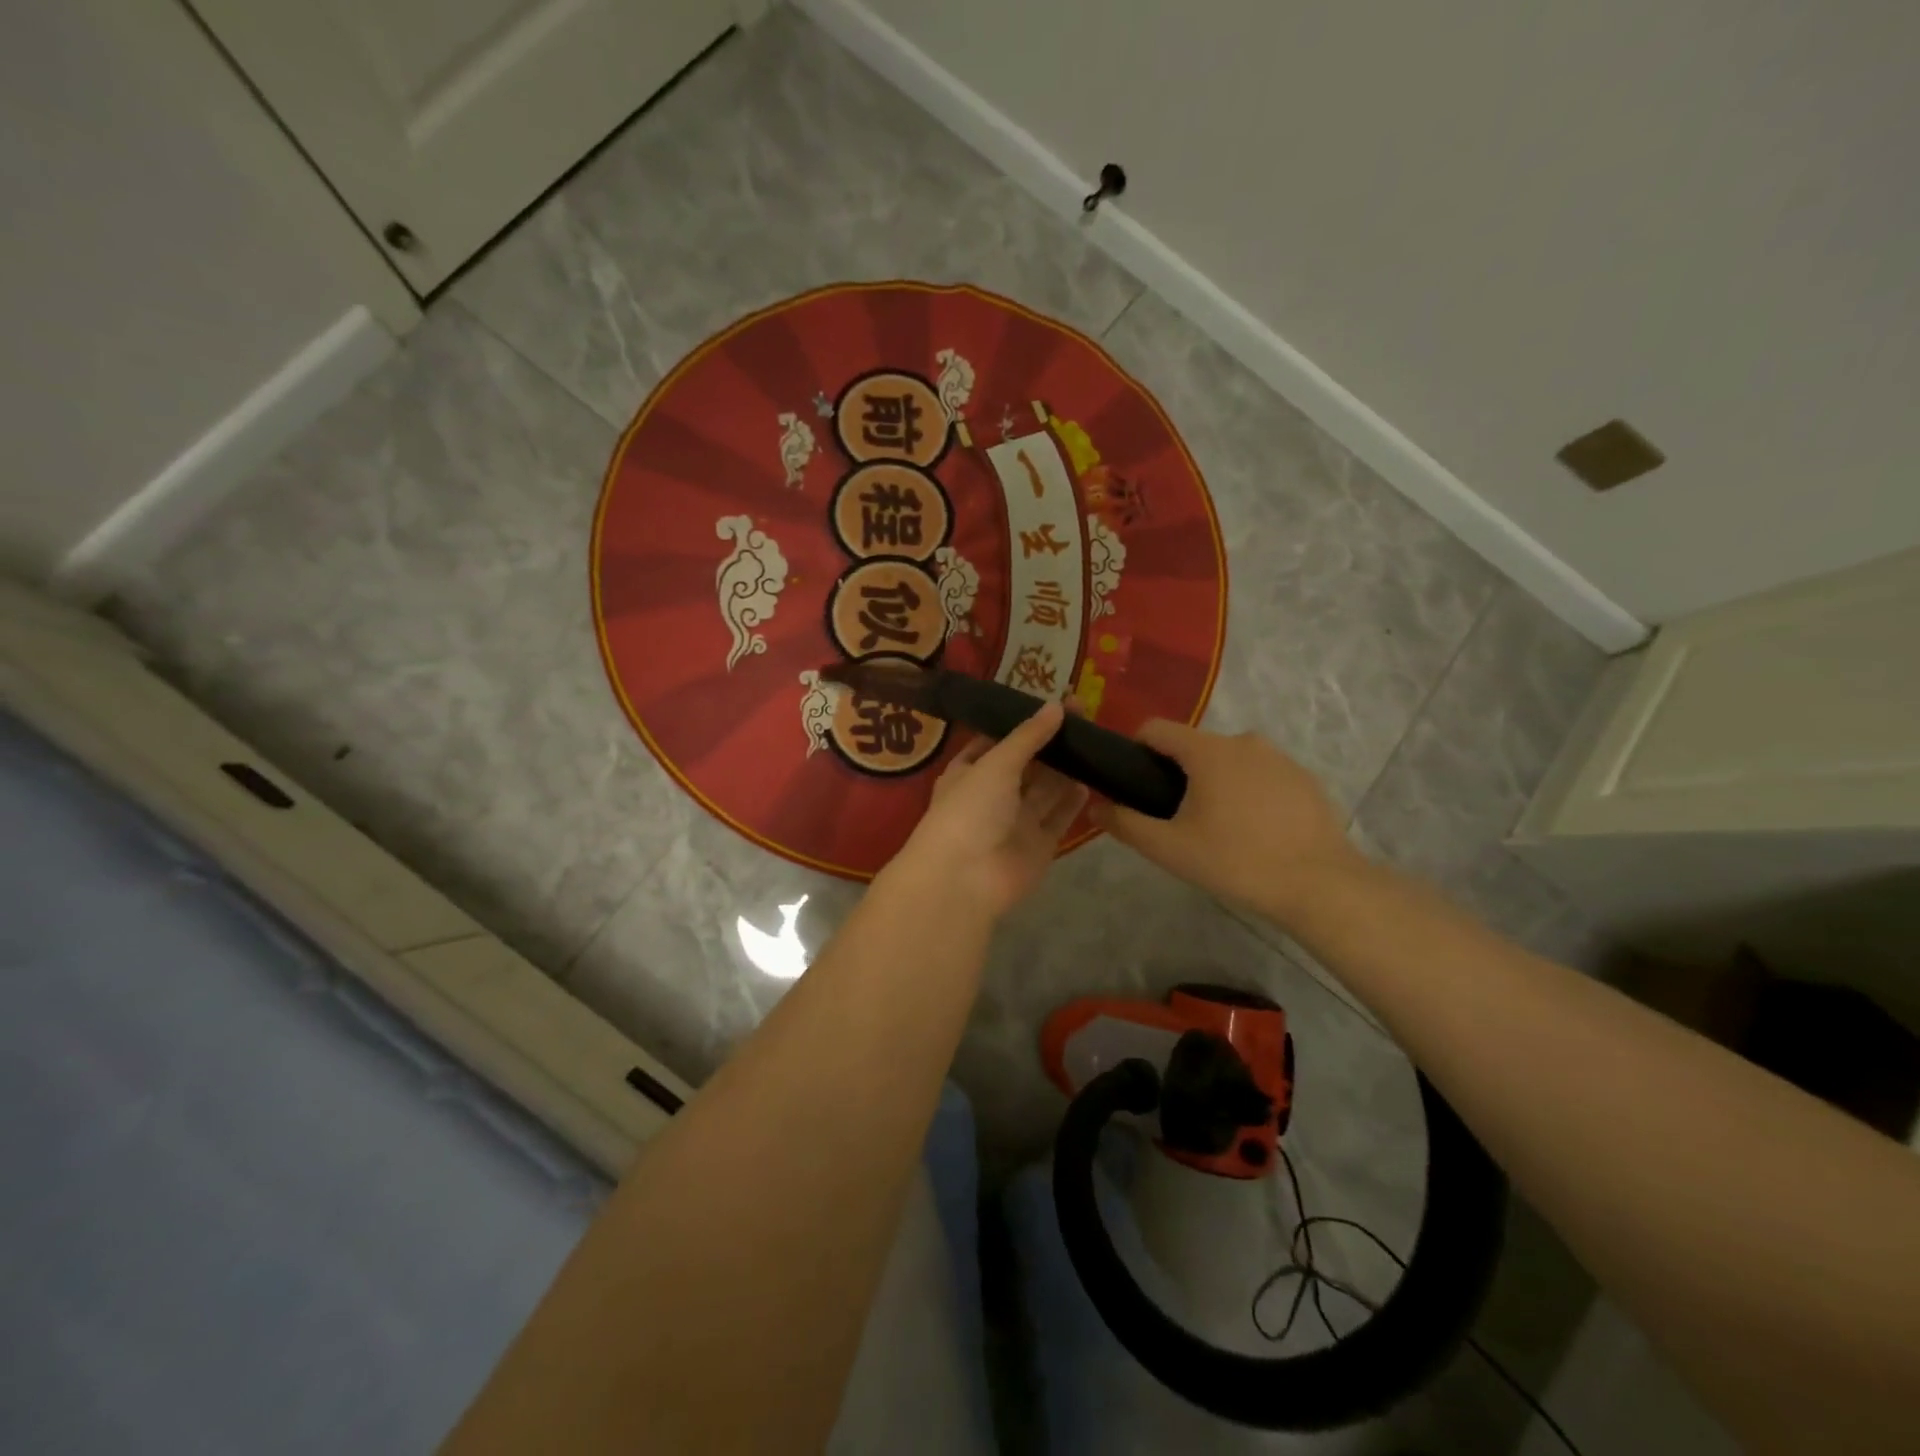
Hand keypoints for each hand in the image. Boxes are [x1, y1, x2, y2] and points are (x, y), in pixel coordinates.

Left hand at [887, 702, 1089, 918]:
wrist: (964, 878)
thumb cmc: (969, 810)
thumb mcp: (996, 763)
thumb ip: (1028, 736)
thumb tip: (1057, 705)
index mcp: (970, 771)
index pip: (997, 741)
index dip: (1024, 723)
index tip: (1054, 704)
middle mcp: (993, 795)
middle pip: (1027, 764)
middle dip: (1051, 743)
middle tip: (1084, 717)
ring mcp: (1016, 822)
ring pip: (1045, 790)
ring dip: (1066, 769)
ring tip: (1093, 742)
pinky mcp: (1038, 845)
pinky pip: (1058, 818)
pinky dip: (1072, 801)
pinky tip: (1090, 780)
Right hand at [1087, 720, 1363, 924]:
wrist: (1320, 885)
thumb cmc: (1236, 861)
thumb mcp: (1170, 849)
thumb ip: (1126, 824)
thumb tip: (1094, 807)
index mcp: (1207, 751)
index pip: (1156, 729)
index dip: (1135, 750)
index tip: (1134, 783)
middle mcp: (1243, 741)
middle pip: (1193, 746)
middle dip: (1177, 774)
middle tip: (1176, 818)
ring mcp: (1279, 758)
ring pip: (1229, 761)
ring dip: (1215, 783)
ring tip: (1218, 828)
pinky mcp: (1304, 778)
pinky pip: (1261, 775)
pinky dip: (1248, 793)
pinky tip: (1255, 831)